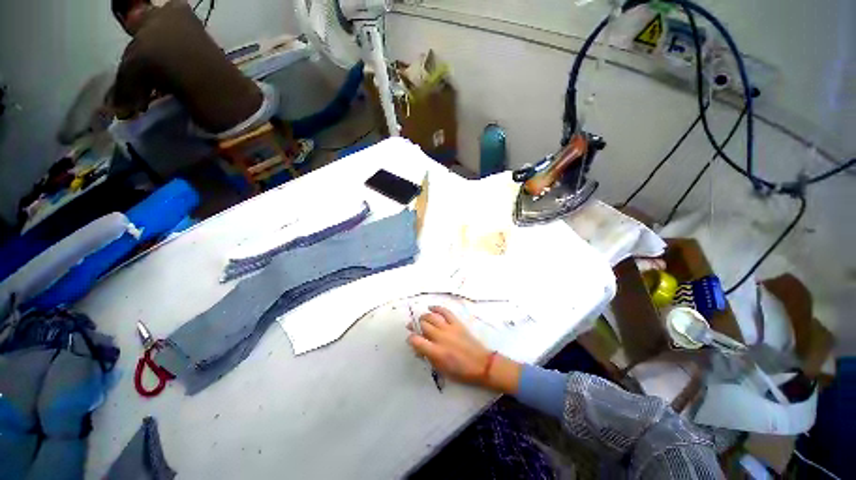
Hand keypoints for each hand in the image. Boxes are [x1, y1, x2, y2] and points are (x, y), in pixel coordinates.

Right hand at [407, 306, 520, 393]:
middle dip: (416, 326)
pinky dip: (437, 308)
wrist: (481, 364)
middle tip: (414, 328)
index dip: (410, 339)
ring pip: (431, 317)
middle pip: (423, 325)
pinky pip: (445, 311)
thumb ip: (429, 358)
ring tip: (422, 319)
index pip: (416, 340)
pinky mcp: (457, 323)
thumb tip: (419, 349)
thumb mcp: (441, 370)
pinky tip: (431, 307)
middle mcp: (440, 338)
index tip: (411, 340)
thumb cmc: (461, 371)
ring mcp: (449, 328)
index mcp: (436, 352)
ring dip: (424, 317)